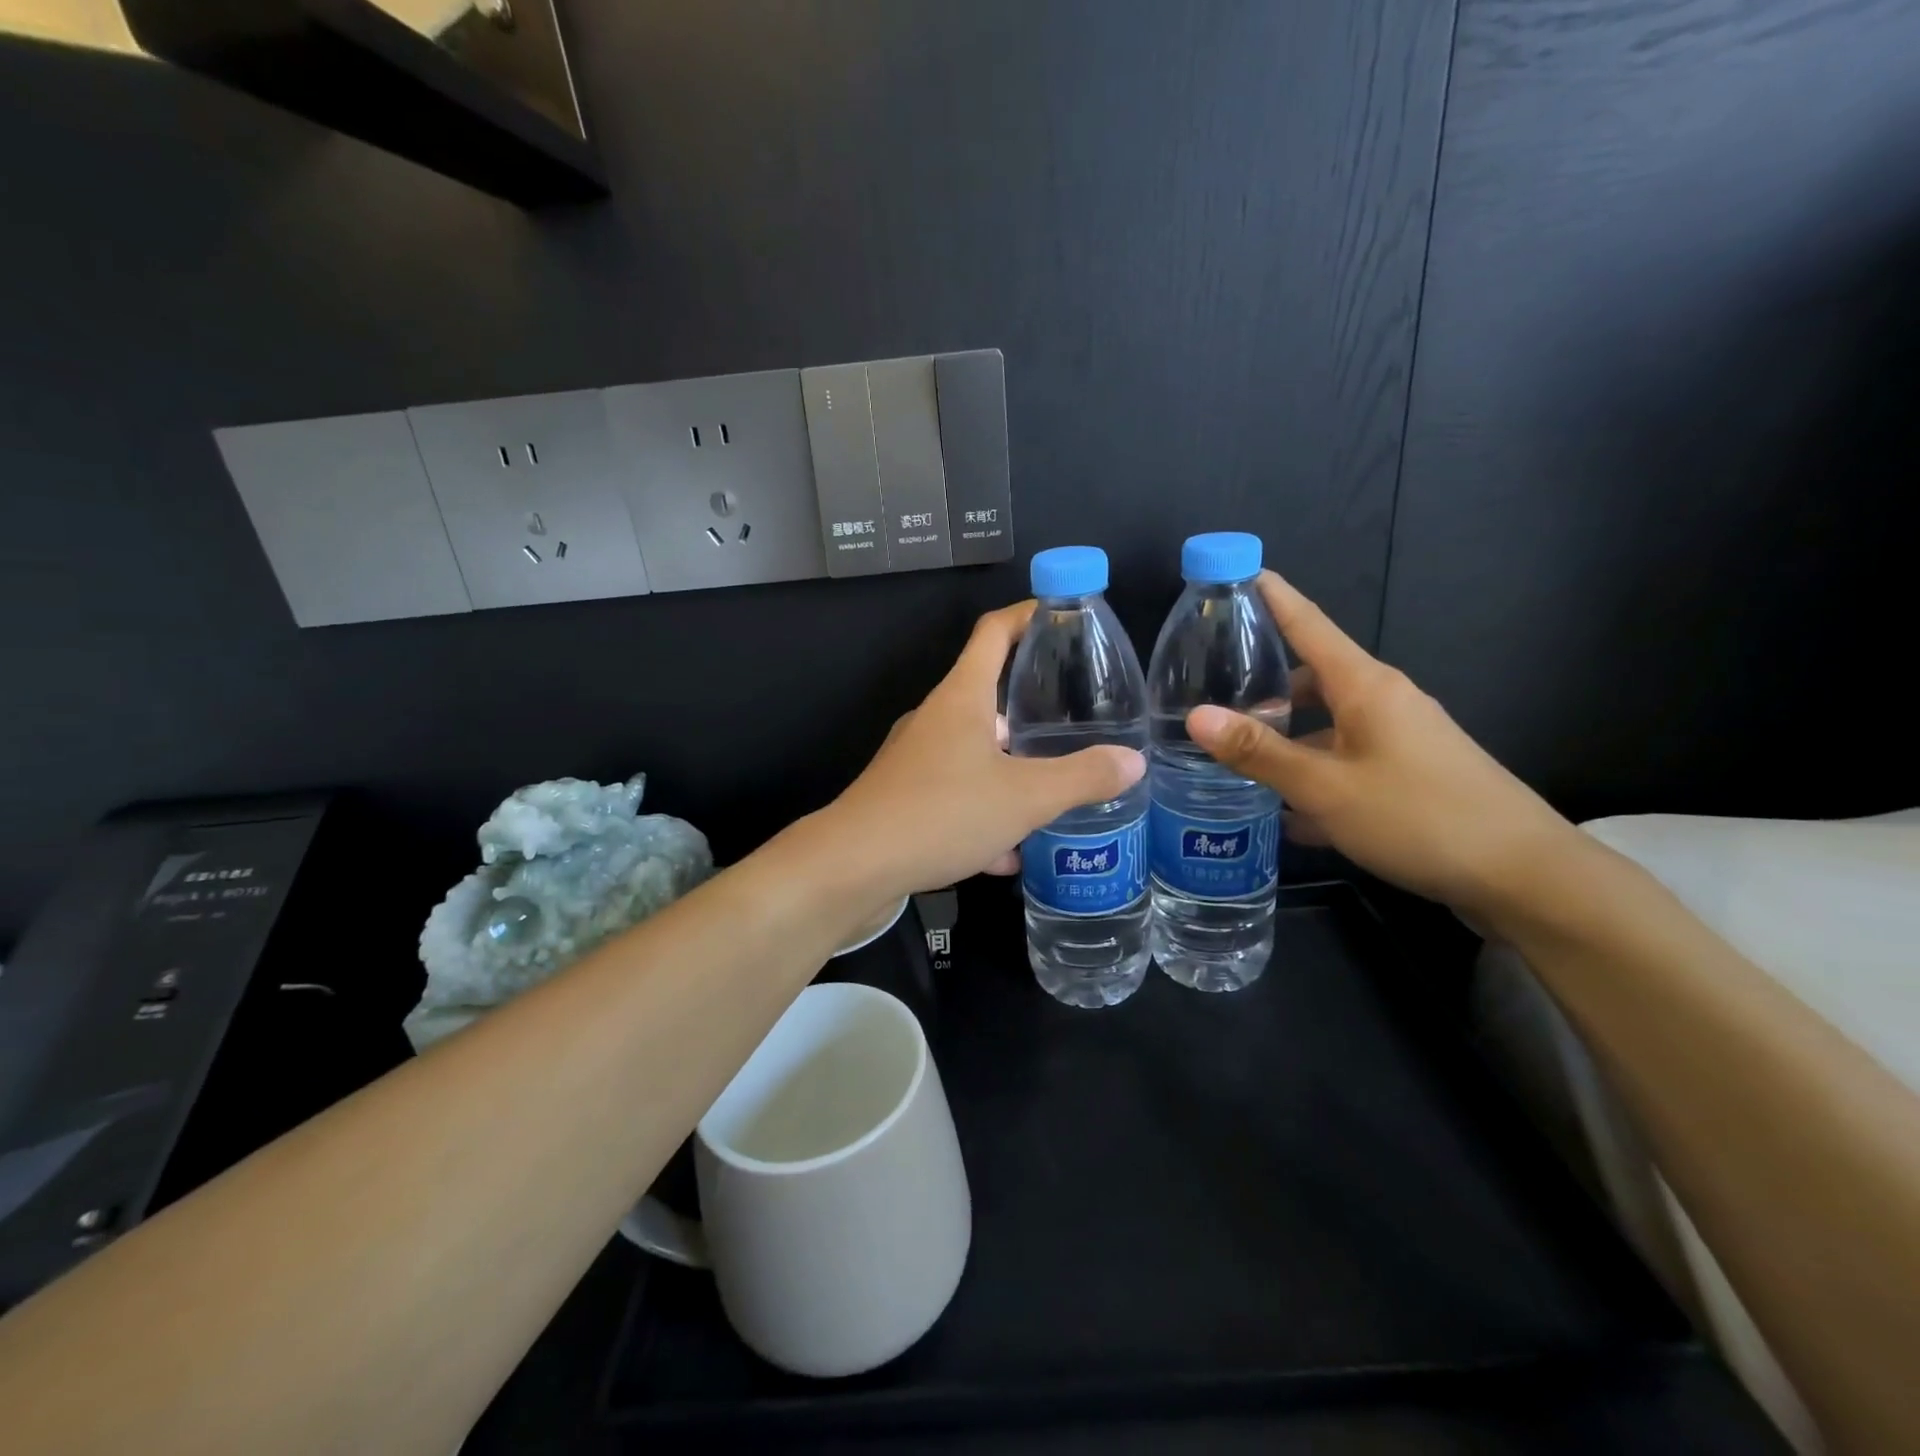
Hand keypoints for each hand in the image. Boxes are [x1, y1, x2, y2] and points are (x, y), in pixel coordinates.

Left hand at [826, 602, 1145, 900]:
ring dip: (1012, 771)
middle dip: (1031, 707)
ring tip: (1055, 792)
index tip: (1062, 614)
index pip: (994, 632)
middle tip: (1078, 722)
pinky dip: (986, 816)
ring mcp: (916, 760)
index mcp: (961, 697)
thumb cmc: (941, 812)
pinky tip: (1010, 854)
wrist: (854, 867)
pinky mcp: (905, 799)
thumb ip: (1081, 778)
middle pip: (988, 695)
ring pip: (976, 754)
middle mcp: (936, 720)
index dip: (1028, 615)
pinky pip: (957, 797)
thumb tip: (1132, 762)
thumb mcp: (1025, 797)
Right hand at [1186, 572, 1579, 920]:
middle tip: (1209, 700)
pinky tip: (1284, 813)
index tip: (1236, 573)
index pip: (1307, 624)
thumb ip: (1260, 752)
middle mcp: (1382, 702)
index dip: (1272, 596)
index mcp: (1364, 686)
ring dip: (1285, 741)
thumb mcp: (1326, 787)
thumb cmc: (1419, 816)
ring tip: (1235, 762)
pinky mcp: (1408, 774)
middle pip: (1311, 679)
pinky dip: (1313, 776)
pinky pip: (1345, 761)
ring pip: (1326, 726)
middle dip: (1264, 687)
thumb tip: (1197, 715)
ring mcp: (1399, 738)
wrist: (1524, 875)